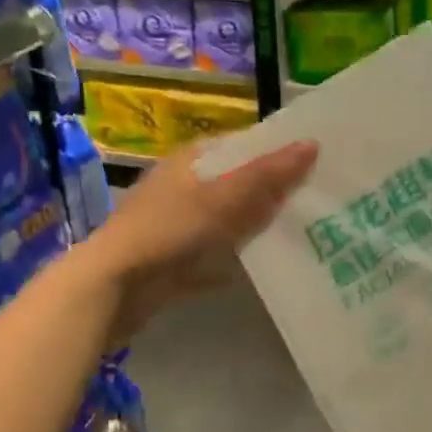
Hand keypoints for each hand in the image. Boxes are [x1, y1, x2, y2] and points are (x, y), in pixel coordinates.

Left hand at [76, 138, 316, 342]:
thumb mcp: (223, 197)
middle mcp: (185, 187)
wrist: (112, 288)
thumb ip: (267, 174)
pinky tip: (269, 267)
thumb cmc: (168, 229)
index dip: (277, 150)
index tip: (316, 160)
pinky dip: (239, 258)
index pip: (242, 145)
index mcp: (192, 161)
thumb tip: (312, 144)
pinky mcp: (178, 259)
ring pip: (230, 220)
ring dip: (259, 226)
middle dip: (274, 191)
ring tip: (306, 231)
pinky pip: (218, 254)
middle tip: (319, 198)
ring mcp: (180, 224)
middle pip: (239, 183)